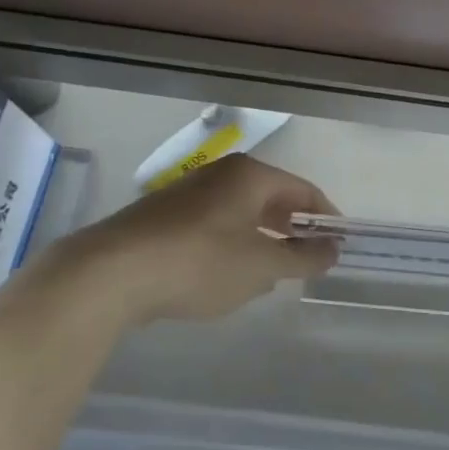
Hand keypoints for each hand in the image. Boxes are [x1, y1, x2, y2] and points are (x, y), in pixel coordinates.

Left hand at [46, 155, 340, 323]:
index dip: (326, 218)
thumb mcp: (261, 267)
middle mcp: (222, 174)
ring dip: (262, 240)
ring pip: (241, 212)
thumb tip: (333, 249)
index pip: (304, 190)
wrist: (110, 273)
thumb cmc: (199, 262)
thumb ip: (303, 258)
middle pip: (272, 198)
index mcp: (251, 175)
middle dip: (292, 230)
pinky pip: (214, 224)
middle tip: (308, 261)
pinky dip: (231, 245)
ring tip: (270, 274)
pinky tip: (225, 275)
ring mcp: (189, 192)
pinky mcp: (164, 215)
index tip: (338, 246)